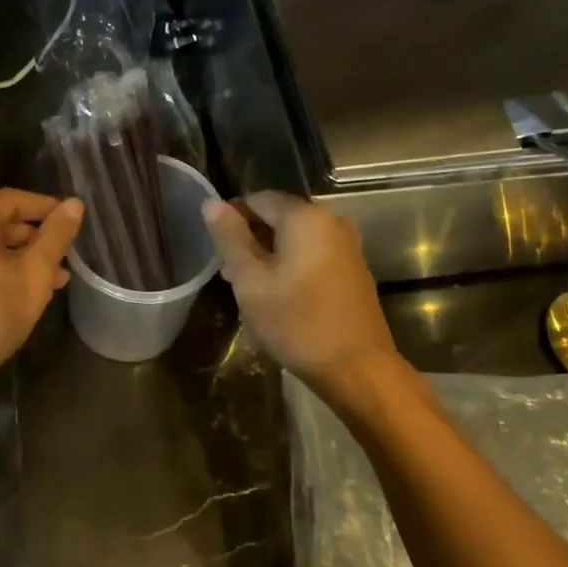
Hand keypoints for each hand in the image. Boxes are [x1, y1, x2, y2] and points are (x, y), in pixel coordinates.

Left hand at [0, 189, 83, 409]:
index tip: (73, 221)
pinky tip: (29, 291)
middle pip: (1, 222)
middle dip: (37, 237)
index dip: (47, 208)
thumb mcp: (36, 270)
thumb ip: (57, 235)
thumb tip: (75, 204)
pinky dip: (4, 271)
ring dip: (24, 257)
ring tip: (58, 278)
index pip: (14, 199)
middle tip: (67, 253)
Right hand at [202, 192, 399, 392]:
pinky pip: (313, 254)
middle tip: (228, 273)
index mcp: (305, 217)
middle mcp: (331, 221)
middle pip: (278, 217)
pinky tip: (278, 295)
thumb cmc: (297, 322)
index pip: (257, 199)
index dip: (231, 218)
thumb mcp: (250, 281)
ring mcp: (347, 246)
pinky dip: (291, 265)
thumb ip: (230, 238)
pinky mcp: (353, 270)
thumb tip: (210, 203)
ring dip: (269, 255)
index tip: (215, 249)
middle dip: (249, 239)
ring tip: (248, 288)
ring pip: (295, 238)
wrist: (357, 368)